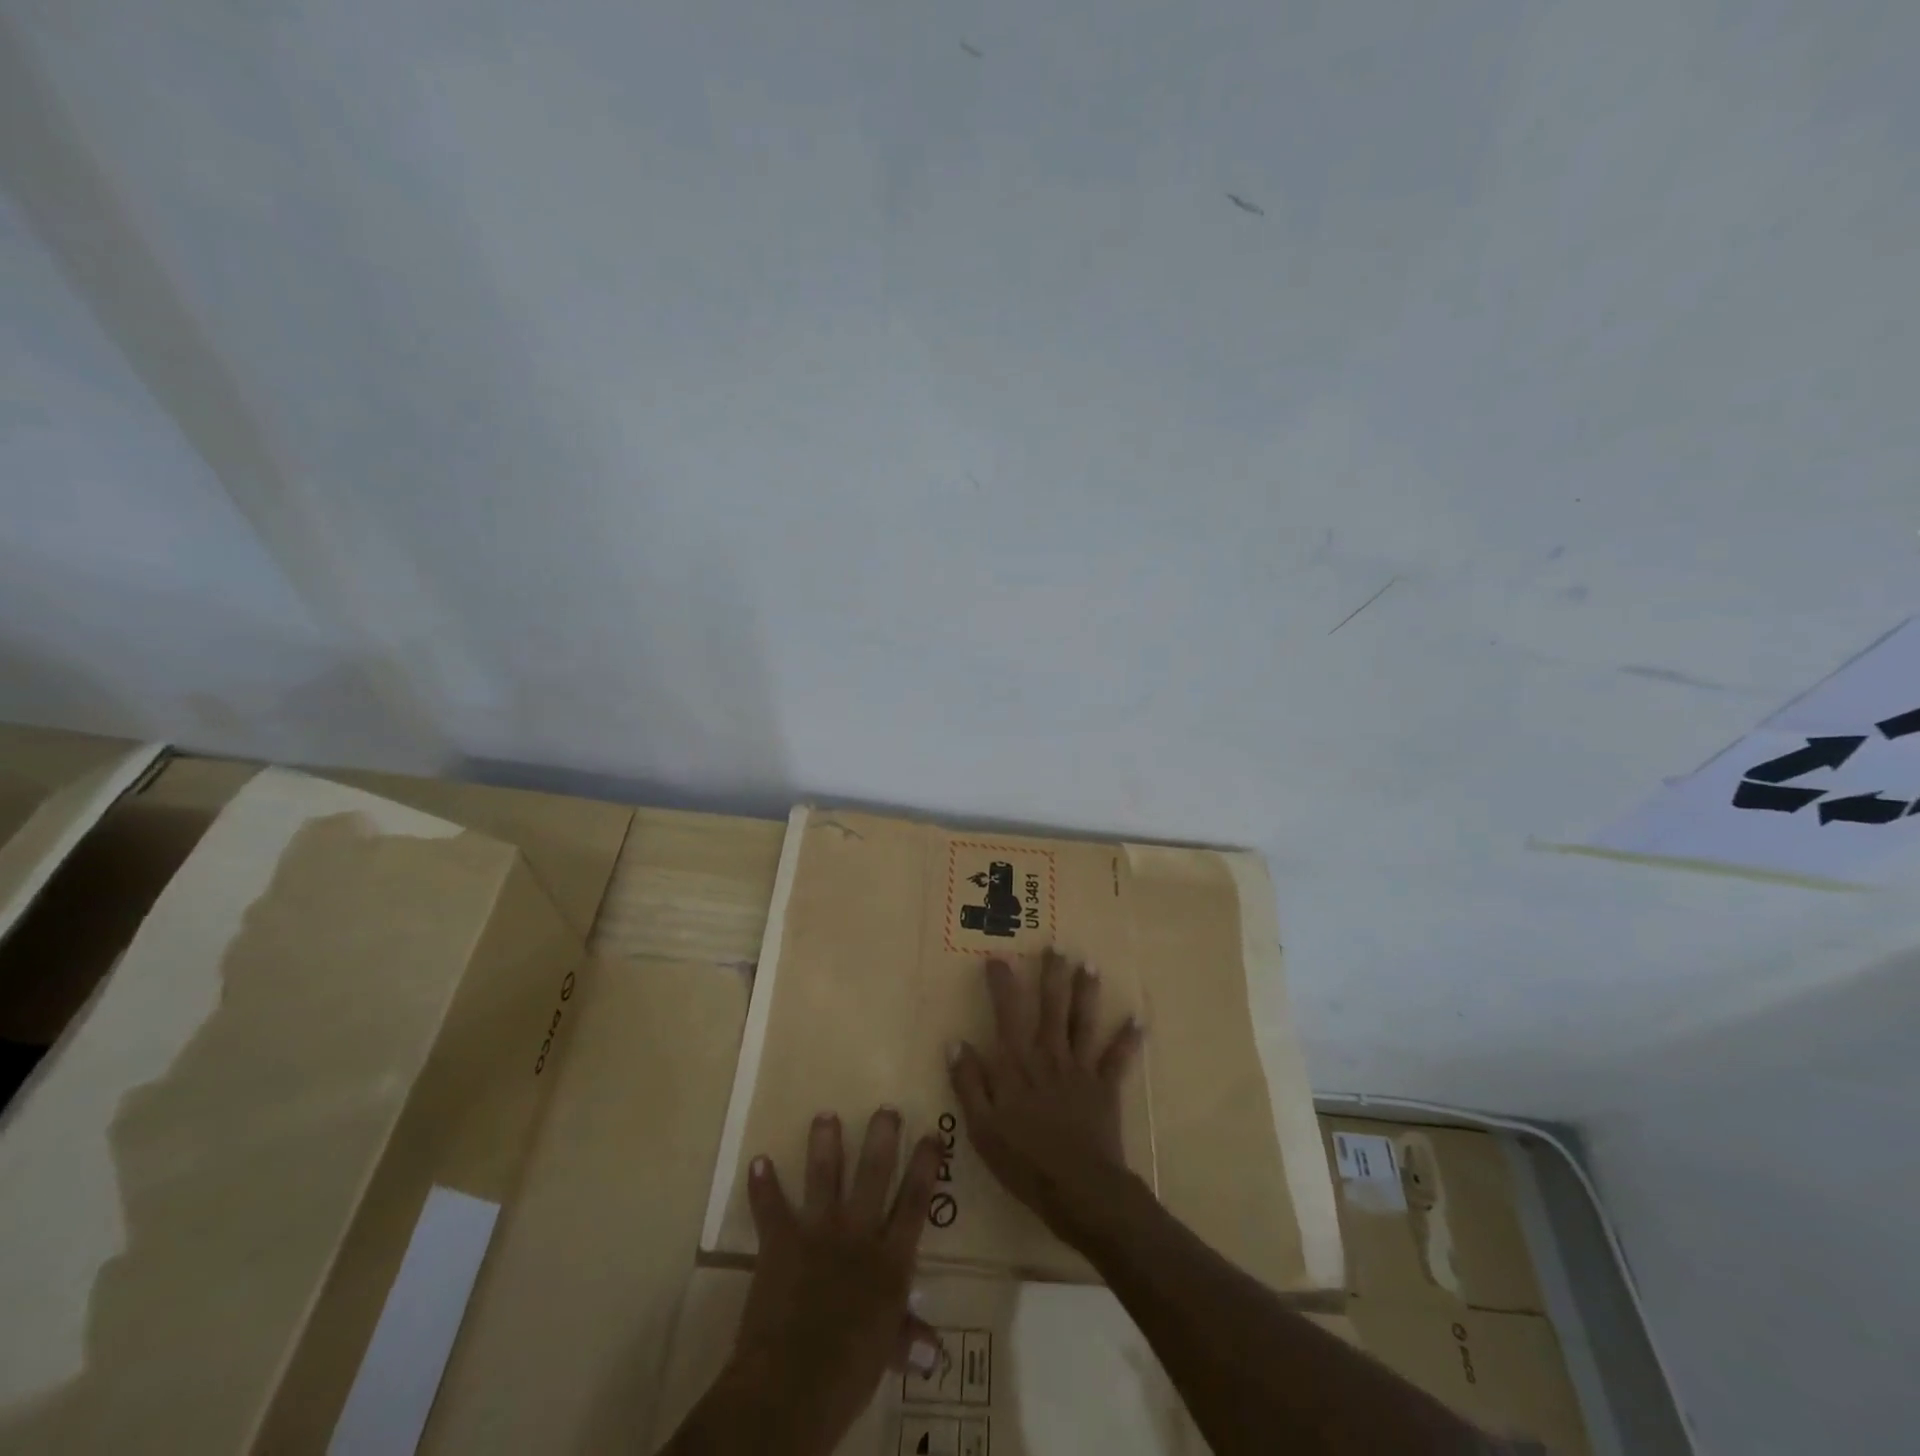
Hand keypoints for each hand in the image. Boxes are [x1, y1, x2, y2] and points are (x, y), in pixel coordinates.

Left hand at [729, 1109, 942, 1455]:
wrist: (793, 1384)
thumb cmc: (849, 1374)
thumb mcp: (886, 1355)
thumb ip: (907, 1340)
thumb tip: (936, 1352)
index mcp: (890, 1261)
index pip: (916, 1202)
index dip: (926, 1166)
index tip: (933, 1134)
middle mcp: (859, 1234)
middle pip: (874, 1173)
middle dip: (882, 1137)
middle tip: (885, 1108)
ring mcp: (818, 1232)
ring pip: (824, 1175)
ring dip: (824, 1143)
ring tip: (825, 1115)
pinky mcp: (781, 1241)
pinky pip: (770, 1207)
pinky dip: (763, 1186)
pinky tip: (758, 1162)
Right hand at [946, 950, 1145, 1246]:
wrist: (1079, 1190)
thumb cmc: (1024, 1161)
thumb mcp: (982, 1127)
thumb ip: (969, 1083)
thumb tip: (956, 1043)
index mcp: (1017, 1064)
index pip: (1007, 1013)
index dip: (1002, 983)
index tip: (997, 957)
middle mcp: (1049, 1055)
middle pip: (1051, 1006)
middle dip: (1053, 974)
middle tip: (1057, 947)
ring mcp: (1080, 1069)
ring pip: (1083, 1021)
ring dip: (1087, 993)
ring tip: (1090, 966)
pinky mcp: (1105, 1088)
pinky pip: (1117, 1058)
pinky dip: (1128, 1040)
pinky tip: (1139, 1021)